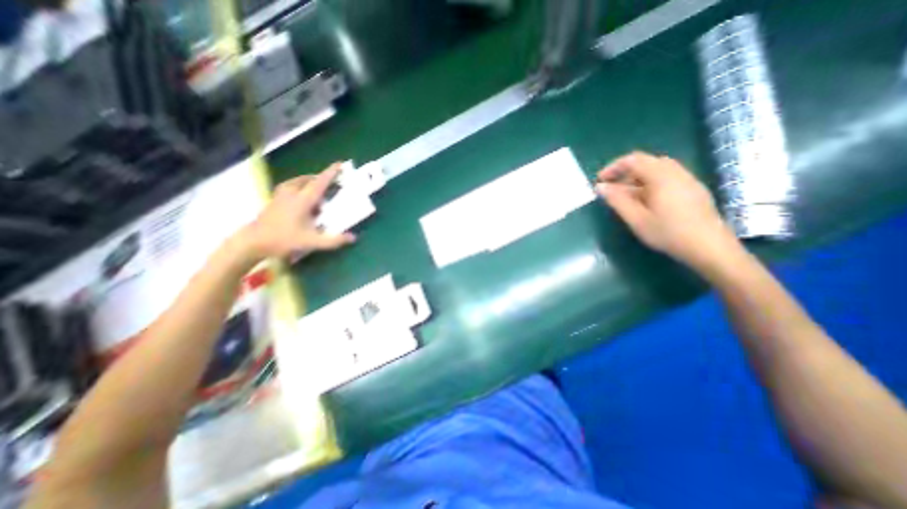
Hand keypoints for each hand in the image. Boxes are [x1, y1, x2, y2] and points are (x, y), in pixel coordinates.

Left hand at [238, 164, 354, 260]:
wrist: (253, 241)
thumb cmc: (284, 239)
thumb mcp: (312, 242)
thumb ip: (334, 240)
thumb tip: (354, 238)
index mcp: (303, 200)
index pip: (320, 182)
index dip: (331, 173)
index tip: (340, 164)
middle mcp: (292, 193)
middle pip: (310, 180)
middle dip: (323, 179)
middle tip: (334, 184)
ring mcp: (281, 194)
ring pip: (299, 182)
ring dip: (311, 183)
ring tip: (320, 191)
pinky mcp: (275, 198)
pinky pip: (291, 186)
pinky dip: (301, 187)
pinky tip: (302, 197)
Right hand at [596, 152, 743, 268]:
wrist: (709, 247)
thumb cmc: (668, 233)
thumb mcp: (636, 218)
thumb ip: (617, 200)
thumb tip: (600, 187)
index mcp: (661, 176)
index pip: (633, 160)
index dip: (613, 167)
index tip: (600, 181)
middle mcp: (675, 172)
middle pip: (645, 162)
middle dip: (624, 173)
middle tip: (612, 190)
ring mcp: (687, 179)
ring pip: (657, 170)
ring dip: (637, 179)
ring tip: (626, 197)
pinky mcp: (692, 189)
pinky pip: (667, 178)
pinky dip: (650, 183)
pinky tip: (646, 201)